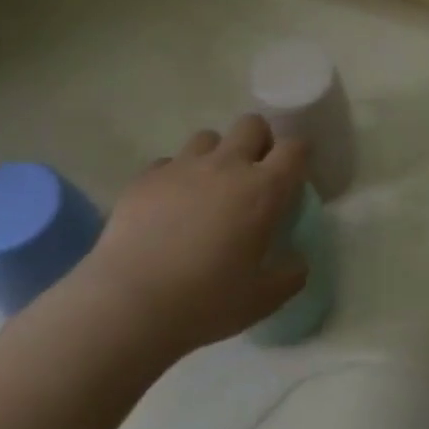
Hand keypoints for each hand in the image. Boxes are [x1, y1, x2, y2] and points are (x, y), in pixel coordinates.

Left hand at [72, 115, 309, 356]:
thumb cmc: (205, 301)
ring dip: (215, 155)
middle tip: (252, 175)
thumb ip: (289, 275)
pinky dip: (175, 177)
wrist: (129, 304)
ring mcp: (183, 166)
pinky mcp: (147, 177)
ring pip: (208, 137)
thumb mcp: (262, 299)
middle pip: (252, 124)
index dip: (298, 156)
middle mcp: (227, 165)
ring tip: (207, 188)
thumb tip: (299, 260)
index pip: (294, 147)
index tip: (293, 176)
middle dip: (258, 142)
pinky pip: (168, 162)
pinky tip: (168, 206)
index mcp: (263, 190)